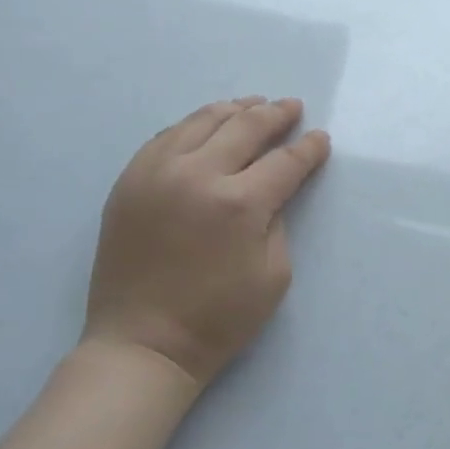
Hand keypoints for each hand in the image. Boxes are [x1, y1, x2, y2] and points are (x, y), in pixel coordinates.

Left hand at [84, 97, 330, 386]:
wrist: (144, 343)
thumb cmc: (218, 319)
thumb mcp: (273, 275)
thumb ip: (278, 221)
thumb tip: (271, 190)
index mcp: (240, 204)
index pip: (284, 161)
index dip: (308, 148)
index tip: (320, 139)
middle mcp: (197, 175)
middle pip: (244, 127)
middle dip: (275, 115)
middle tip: (292, 108)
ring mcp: (156, 173)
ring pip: (201, 121)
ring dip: (234, 110)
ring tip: (253, 106)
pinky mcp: (129, 181)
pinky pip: (165, 137)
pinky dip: (193, 125)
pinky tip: (206, 126)